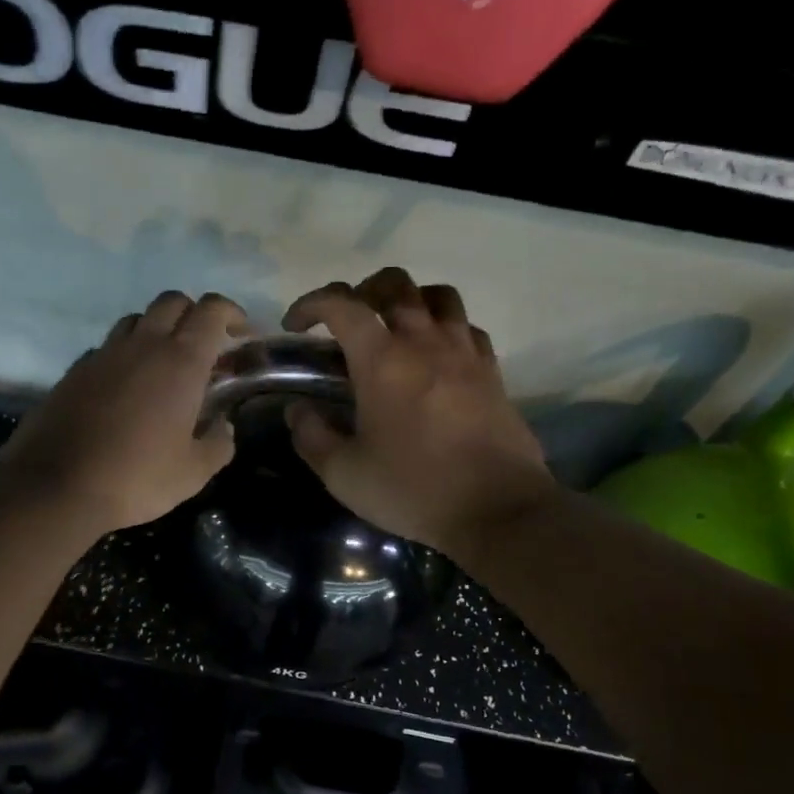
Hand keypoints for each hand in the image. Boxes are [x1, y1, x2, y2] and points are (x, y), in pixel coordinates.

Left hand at [0, 291, 248, 534]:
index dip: (230, 313)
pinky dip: (123, 355)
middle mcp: (143, 345)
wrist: (57, 486)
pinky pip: (107, 347)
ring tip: (163, 365)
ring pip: (136, 320)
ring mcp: (104, 354)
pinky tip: (125, 387)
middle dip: (193, 314)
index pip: (211, 310)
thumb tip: (223, 426)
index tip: (240, 332)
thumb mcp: (194, 472)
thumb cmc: (137, 478)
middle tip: (203, 347)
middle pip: (172, 301)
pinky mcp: (75, 370)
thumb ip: (219, 443)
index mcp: (181, 362)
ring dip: (156, 330)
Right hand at [282, 268, 551, 555]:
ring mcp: (464, 352)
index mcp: (382, 360)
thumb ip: (312, 436)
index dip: (312, 304)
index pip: (342, 304)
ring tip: (394, 329)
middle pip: (394, 283)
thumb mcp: (344, 474)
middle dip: (362, 291)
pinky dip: (445, 327)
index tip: (296, 326)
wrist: (498, 509)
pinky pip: (467, 327)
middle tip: (347, 323)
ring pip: (438, 295)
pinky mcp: (492, 371)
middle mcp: (424, 341)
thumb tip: (299, 410)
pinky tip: (435, 355)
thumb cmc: (414, 489)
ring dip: (409, 300)